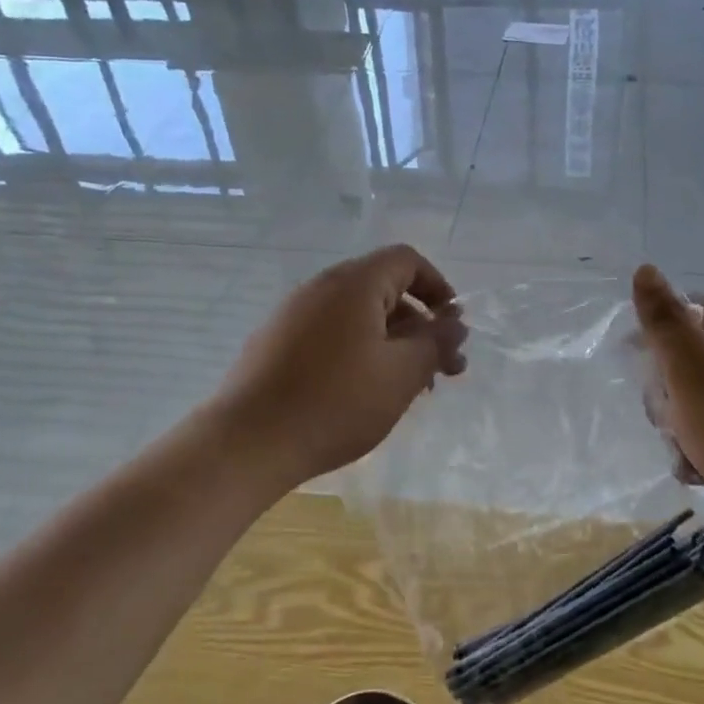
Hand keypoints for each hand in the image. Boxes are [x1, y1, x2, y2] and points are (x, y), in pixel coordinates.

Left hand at [211, 245, 467, 495]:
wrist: (247, 443)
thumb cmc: (336, 402)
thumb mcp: (402, 374)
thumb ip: (436, 342)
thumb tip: (455, 323)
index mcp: (354, 283)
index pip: (407, 260)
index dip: (439, 288)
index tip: (452, 328)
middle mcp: (321, 287)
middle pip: (384, 289)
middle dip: (420, 325)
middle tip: (443, 371)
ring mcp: (293, 314)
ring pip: (359, 317)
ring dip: (392, 343)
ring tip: (409, 390)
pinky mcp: (276, 343)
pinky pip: (331, 334)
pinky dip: (360, 352)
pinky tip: (365, 394)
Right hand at [632, 265, 703, 534]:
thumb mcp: (693, 373)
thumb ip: (665, 323)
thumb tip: (645, 269)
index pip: (685, 311)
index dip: (655, 331)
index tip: (634, 359)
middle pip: (679, 361)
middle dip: (664, 392)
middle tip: (673, 414)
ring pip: (685, 403)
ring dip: (675, 428)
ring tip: (688, 449)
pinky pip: (702, 435)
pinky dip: (693, 453)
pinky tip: (698, 472)